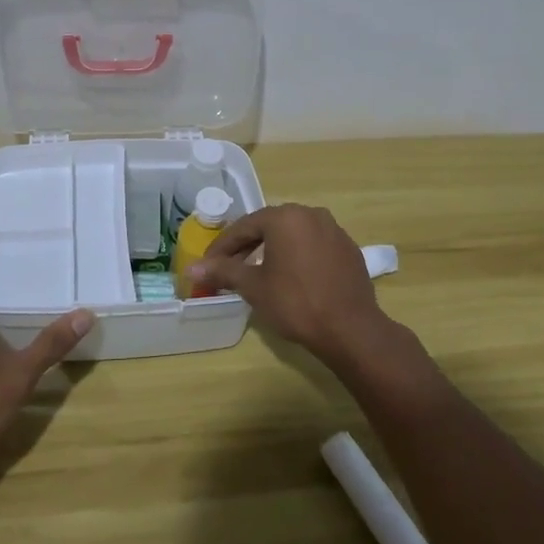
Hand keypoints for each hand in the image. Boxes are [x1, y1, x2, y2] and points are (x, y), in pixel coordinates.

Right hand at [186, 204, 389, 365]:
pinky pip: (314, 245)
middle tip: (229, 267)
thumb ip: (223, 272)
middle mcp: (311, 214)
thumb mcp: (254, 287)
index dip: (223, 246)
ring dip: (273, 249)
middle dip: (247, 246)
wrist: (351, 329)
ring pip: (293, 234)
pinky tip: (291, 276)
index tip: (208, 264)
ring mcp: (334, 230)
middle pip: (269, 226)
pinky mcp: (348, 248)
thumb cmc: (296, 303)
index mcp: (285, 217)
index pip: (245, 226)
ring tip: (258, 271)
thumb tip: (192, 269)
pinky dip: (297, 255)